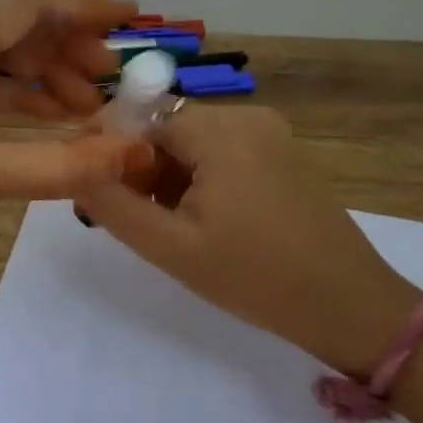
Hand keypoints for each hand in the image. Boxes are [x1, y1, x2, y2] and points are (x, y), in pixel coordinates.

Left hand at [0, 0, 151, 276]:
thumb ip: (66, 162)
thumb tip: (135, 152)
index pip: (25, 2)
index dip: (84, 7)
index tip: (131, 18)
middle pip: (7, 18)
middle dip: (63, 45)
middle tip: (108, 81)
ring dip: (35, 69)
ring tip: (82, 107)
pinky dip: (2, 86)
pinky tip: (38, 113)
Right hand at [74, 105, 419, 374]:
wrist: (349, 306)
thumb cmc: (255, 278)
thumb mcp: (171, 247)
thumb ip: (113, 205)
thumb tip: (73, 169)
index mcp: (221, 130)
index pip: (141, 116)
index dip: (108, 148)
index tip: (92, 187)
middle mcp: (247, 117)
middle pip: (168, 127)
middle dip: (139, 166)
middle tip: (128, 216)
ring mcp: (271, 133)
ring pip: (194, 141)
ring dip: (168, 174)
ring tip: (165, 225)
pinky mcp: (284, 153)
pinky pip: (223, 151)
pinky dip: (200, 176)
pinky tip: (201, 219)